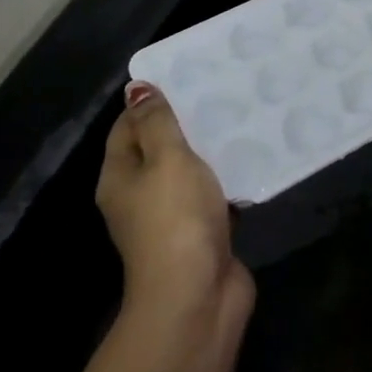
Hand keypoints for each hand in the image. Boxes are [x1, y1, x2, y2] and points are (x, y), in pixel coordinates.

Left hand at [98, 83, 253, 327]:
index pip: (126, 127)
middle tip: (220, 90)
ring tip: (242, 116)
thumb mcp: (166, 159)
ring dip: (211, 150)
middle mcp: (139, 196)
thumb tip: (137, 89)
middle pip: (158, 148)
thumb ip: (156, 122)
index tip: (186, 75)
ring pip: (189, 171)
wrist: (197, 296)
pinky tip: (252, 157)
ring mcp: (171, 217)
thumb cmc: (175, 218)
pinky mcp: (201, 232)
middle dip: (186, 122)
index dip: (149, 101)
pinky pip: (213, 194)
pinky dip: (228, 177)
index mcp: (119, 177)